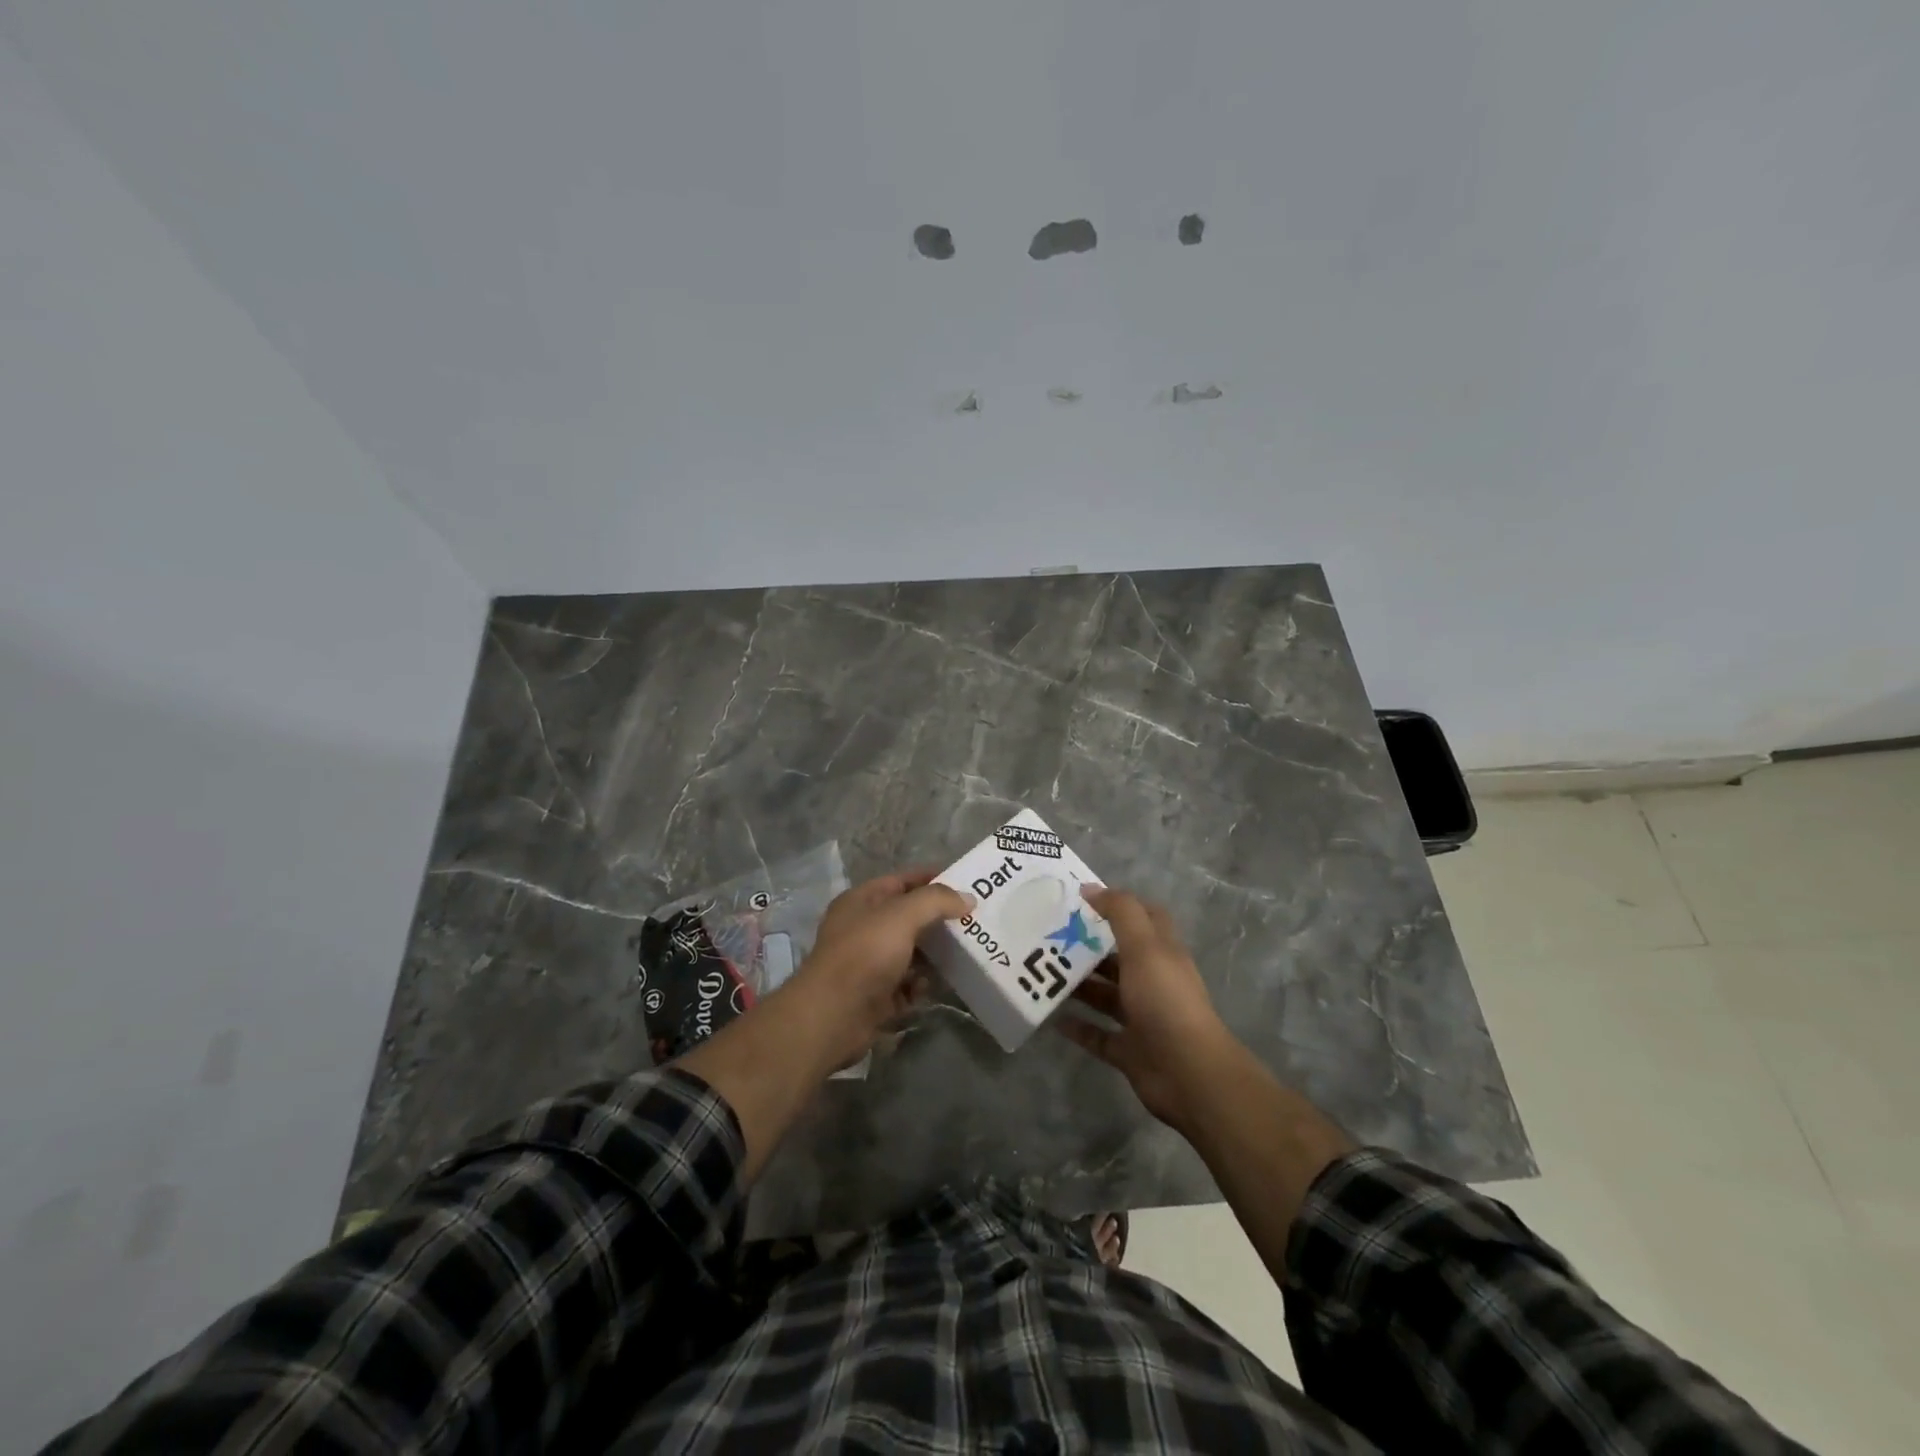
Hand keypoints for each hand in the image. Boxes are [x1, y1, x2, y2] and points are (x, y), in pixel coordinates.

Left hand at [789, 869, 972, 1067]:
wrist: (833, 1016)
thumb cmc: (865, 954)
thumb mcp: (902, 916)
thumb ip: (936, 901)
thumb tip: (968, 898)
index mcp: (861, 902)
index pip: (901, 881)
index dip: (931, 879)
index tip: (964, 884)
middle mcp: (863, 929)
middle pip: (908, 918)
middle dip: (938, 920)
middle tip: (973, 921)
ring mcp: (868, 964)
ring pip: (910, 953)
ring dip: (933, 955)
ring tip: (965, 954)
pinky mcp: (876, 996)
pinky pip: (906, 985)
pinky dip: (920, 985)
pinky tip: (933, 987)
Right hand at [1058, 887, 1235, 1130]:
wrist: (1188, 1072)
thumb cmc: (1165, 999)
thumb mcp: (1144, 946)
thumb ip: (1120, 912)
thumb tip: (1090, 888)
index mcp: (1162, 953)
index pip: (1145, 918)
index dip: (1119, 905)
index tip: (1083, 899)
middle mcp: (1153, 982)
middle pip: (1118, 958)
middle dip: (1088, 947)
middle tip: (1050, 938)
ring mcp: (1142, 1018)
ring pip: (1105, 996)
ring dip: (1079, 986)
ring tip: (1043, 975)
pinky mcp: (1129, 1050)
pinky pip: (1097, 1035)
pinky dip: (1077, 1027)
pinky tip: (1052, 1018)